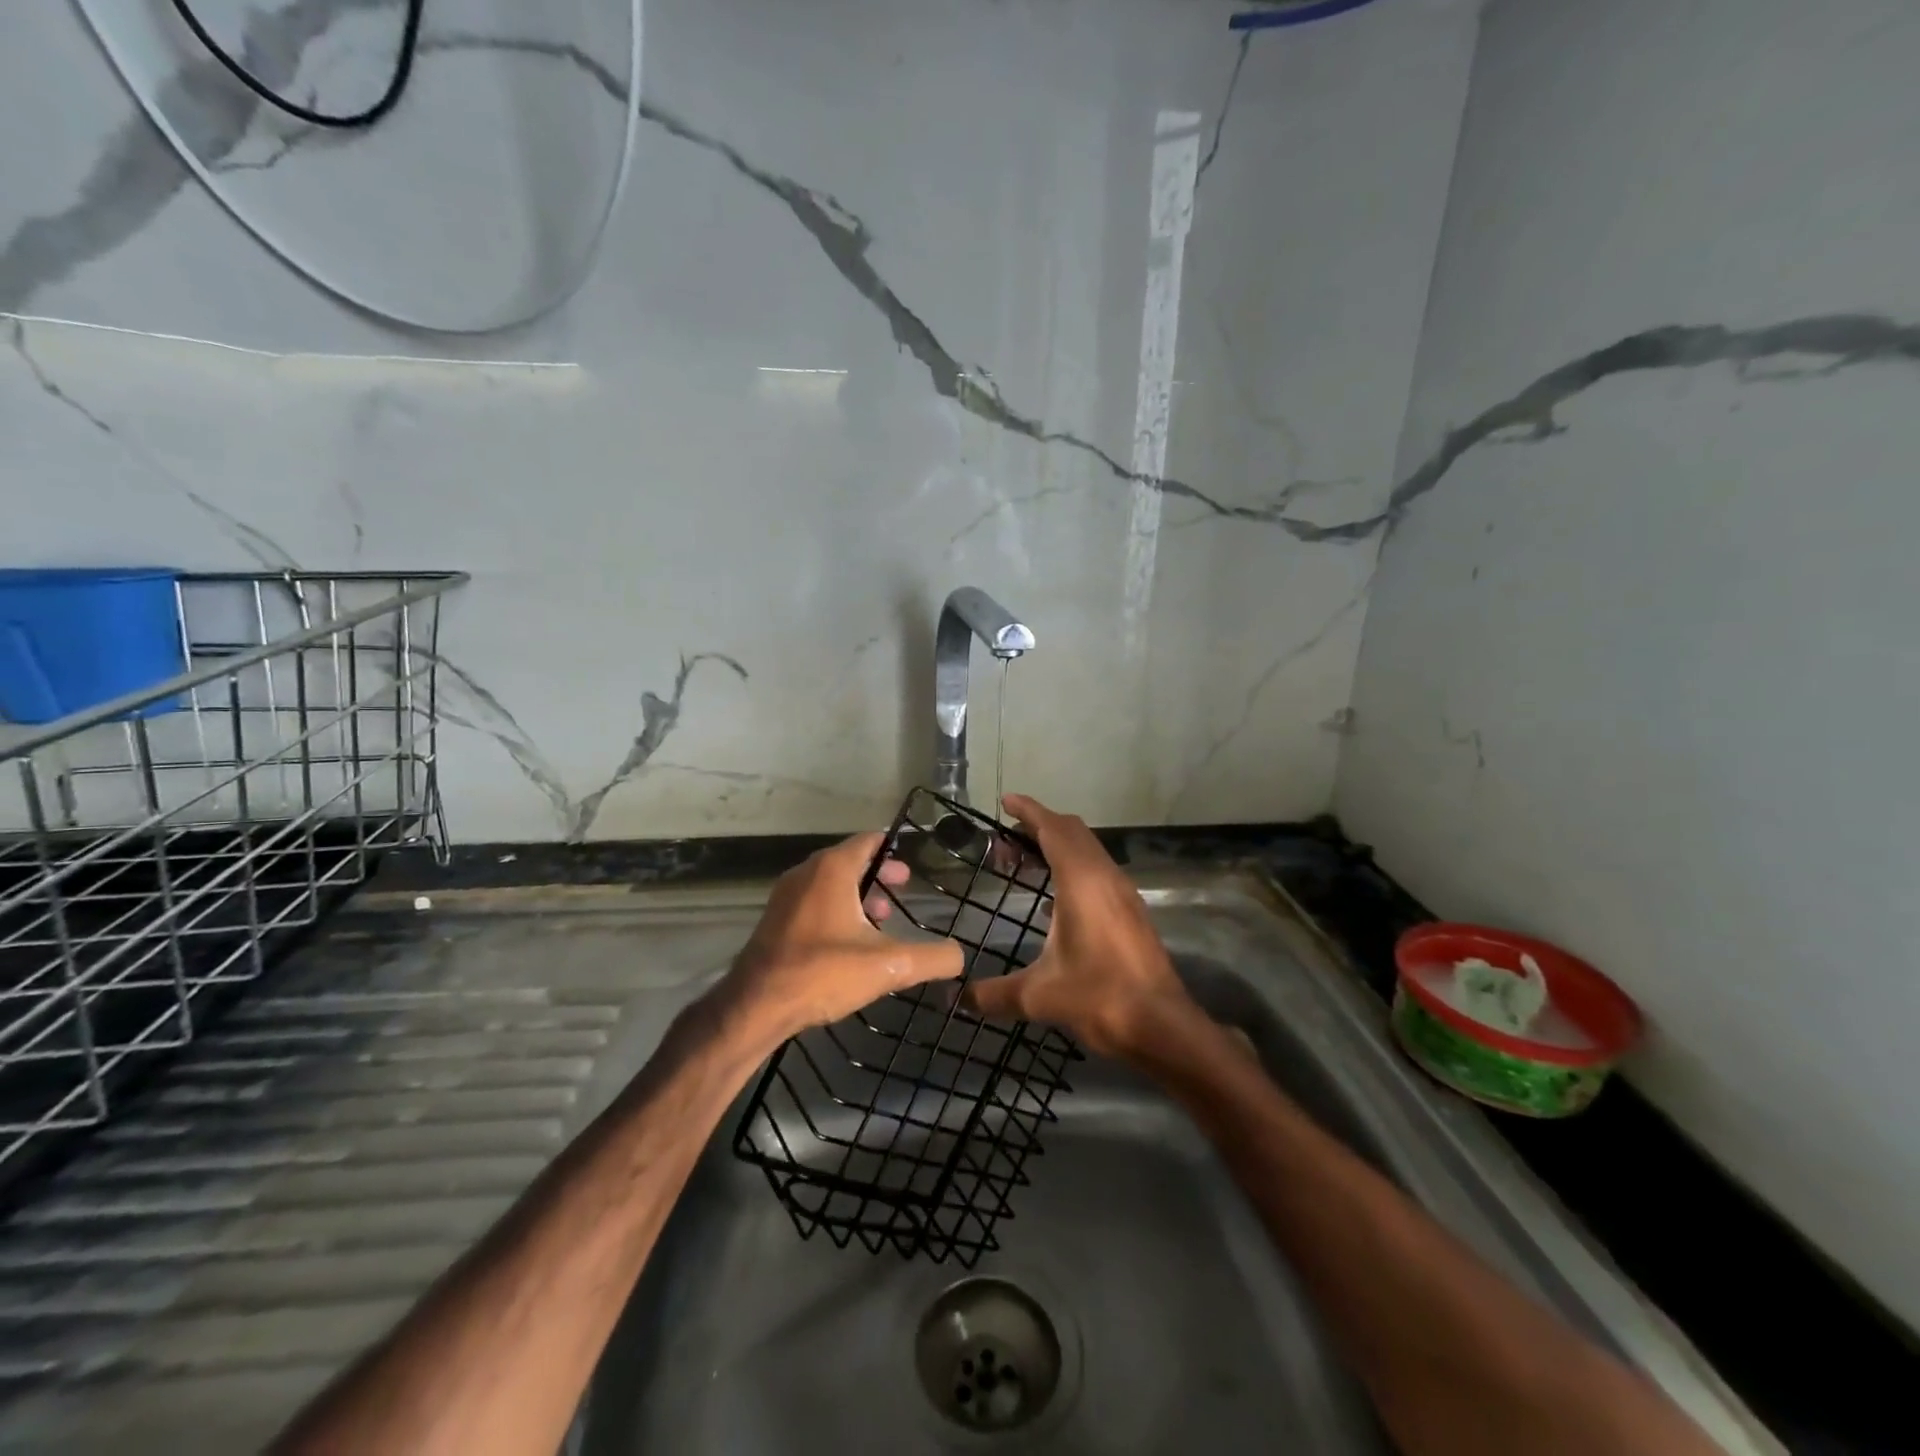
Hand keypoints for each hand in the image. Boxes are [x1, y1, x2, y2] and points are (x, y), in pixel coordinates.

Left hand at [718, 832, 964, 1044]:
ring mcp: (786, 896)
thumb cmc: (822, 973)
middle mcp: (806, 873)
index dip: (894, 848)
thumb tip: (960, 956)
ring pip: (830, 882)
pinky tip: (849, 940)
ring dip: (857, 893)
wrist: (755, 1006)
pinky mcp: (775, 920)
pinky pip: (813, 901)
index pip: (869, 841)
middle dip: (879, 873)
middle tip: (903, 887)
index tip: (914, 861)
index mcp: (832, 869)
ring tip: (880, 919)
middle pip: (850, 860)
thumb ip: (930, 959)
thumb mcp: (887, 967)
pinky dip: (836, 908)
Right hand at [962, 793, 1192, 1056]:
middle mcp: (1104, 876)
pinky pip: (1098, 870)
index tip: (1006, 801)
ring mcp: (1123, 892)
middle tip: (1005, 843)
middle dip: (1038, 827)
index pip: (1053, 828)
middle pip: (1072, 832)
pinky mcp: (1131, 910)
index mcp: (1081, 881)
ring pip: (1088, 849)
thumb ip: (993, 993)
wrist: (1162, 1025)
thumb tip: (958, 997)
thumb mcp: (1038, 996)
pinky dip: (1073, 866)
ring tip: (1025, 865)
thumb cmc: (1100, 998)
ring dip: (1058, 847)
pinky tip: (1055, 900)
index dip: (1028, 811)